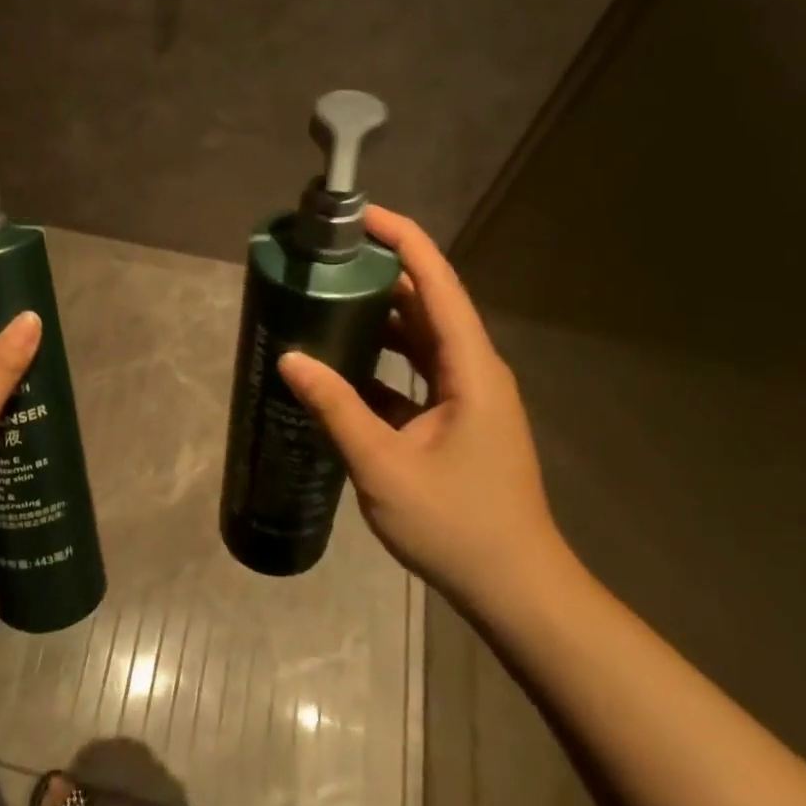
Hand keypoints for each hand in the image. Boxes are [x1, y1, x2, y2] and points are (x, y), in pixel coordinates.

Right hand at [277, 205, 565, 610]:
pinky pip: (414, 371)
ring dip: (377, 317)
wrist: (515, 589)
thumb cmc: (457, 525)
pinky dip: (380, 360)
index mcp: (469, 367)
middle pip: (426, 302)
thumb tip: (290, 358)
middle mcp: (473, 369)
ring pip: (419, 338)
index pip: (437, 281)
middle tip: (325, 260)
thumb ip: (336, 408)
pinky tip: (339, 365)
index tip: (358, 216)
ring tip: (325, 301)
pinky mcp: (455, 419)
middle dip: (379, 273)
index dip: (401, 238)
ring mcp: (466, 395)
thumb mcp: (384, 465)